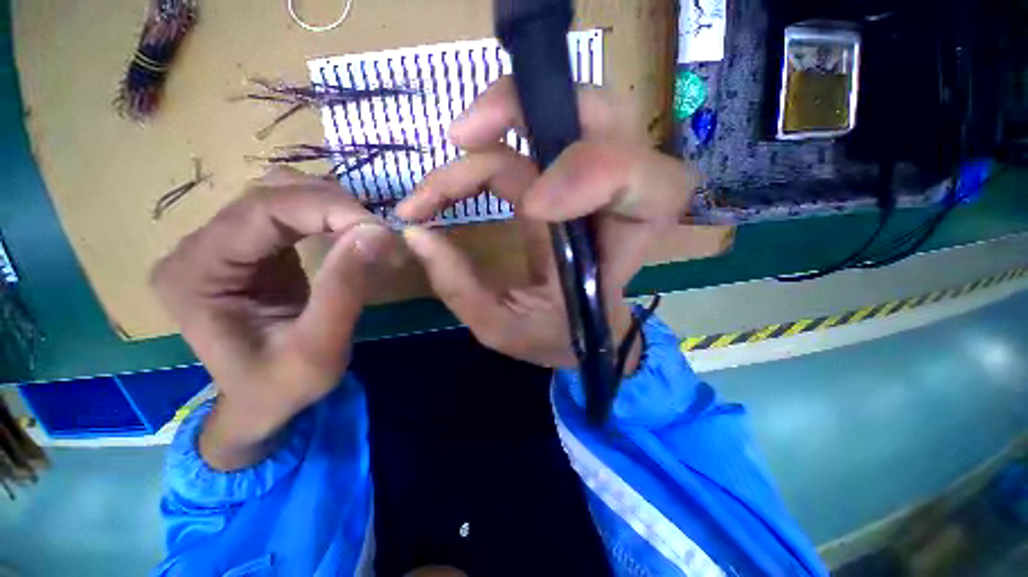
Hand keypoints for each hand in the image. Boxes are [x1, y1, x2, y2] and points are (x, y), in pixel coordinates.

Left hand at [152, 168, 399, 468]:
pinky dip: (325, 214)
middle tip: (379, 233)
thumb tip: (378, 232)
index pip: (262, 211)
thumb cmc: (282, 387)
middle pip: (269, 195)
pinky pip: (287, 211)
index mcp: (196, 273)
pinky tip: (347, 230)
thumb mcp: (320, 348)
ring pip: (278, 194)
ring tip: (366, 231)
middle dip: (333, 206)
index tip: (379, 229)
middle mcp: (196, 248)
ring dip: (330, 206)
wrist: (261, 403)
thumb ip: (344, 288)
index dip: (327, 208)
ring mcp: (219, 243)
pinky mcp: (246, 247)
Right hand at [398, 78, 699, 370]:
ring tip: (453, 151)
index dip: (594, 173)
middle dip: (529, 110)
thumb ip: (462, 288)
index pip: (649, 186)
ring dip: (503, 115)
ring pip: (562, 114)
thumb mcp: (505, 329)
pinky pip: (529, 139)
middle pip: (601, 120)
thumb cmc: (556, 338)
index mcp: (619, 250)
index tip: (530, 206)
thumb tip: (418, 234)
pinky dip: (485, 146)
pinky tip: (450, 180)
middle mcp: (611, 205)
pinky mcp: (557, 181)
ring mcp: (583, 185)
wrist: (576, 333)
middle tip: (463, 136)